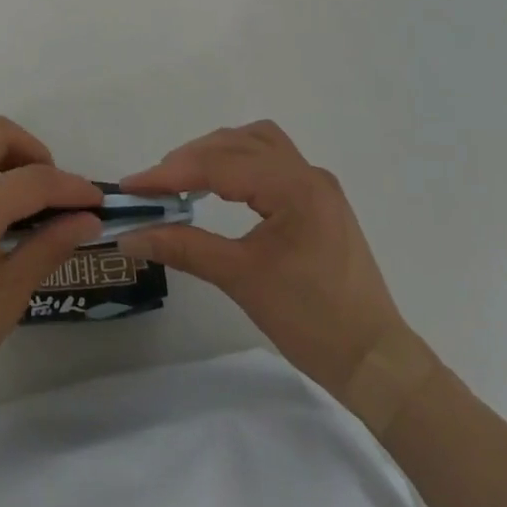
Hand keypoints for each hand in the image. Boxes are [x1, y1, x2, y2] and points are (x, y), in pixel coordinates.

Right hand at [119, 121, 407, 391]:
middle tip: (153, 187)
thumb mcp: (241, 280)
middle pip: (237, 143)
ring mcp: (317, 184)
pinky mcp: (318, 200)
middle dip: (190, 159)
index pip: (221, 165)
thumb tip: (130, 237)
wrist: (376, 363)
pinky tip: (220, 185)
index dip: (171, 172)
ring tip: (184, 178)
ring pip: (256, 143)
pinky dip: (239, 163)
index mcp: (295, 188)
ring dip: (216, 153)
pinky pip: (271, 161)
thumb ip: (183, 248)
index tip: (132, 186)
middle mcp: (308, 174)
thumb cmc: (312, 322)